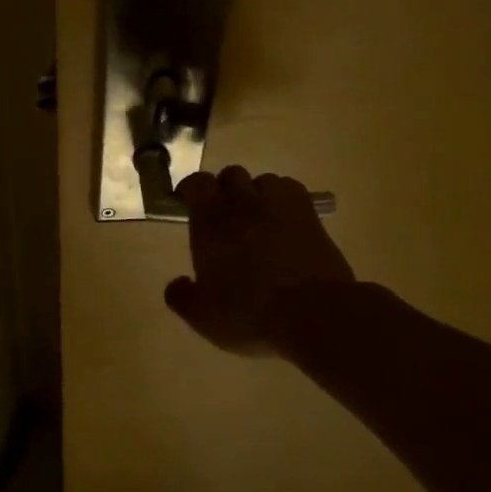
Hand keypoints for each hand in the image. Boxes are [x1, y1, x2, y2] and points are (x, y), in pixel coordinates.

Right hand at [164, 167, 355, 355]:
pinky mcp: (312, 217)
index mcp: (211, 222)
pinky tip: (285, 220)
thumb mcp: (204, 317)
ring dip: (256, 193)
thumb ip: (182, 297)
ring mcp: (281, 207)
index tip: (186, 201)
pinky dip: (285, 200)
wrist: (314, 315)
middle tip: (223, 212)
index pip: (197, 184)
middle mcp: (244, 205)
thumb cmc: (250, 313)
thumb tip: (176, 285)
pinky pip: (293, 192)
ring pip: (265, 180)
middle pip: (231, 175)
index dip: (190, 188)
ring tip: (257, 215)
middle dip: (224, 188)